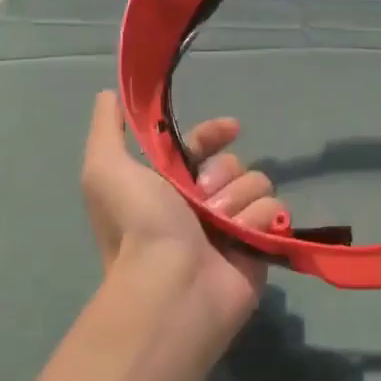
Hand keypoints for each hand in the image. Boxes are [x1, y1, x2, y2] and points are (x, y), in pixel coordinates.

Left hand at [81, 92, 280, 349]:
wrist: (171, 287)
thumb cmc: (138, 225)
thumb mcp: (105, 169)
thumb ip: (107, 129)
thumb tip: (109, 94)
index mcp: (169, 186)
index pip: (202, 146)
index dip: (214, 134)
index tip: (229, 129)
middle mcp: (202, 205)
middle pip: (233, 163)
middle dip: (222, 173)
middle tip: (203, 196)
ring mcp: (233, 227)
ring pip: (257, 184)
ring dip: (237, 200)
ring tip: (217, 225)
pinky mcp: (260, 246)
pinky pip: (275, 211)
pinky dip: (257, 221)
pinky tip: (239, 238)